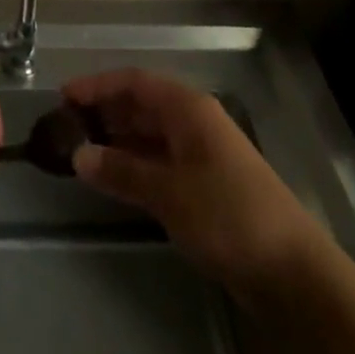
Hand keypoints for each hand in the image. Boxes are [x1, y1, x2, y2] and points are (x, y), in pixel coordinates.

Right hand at [63, 69, 324, 295]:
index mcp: (188, 109)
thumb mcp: (168, 192)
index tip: (63, 96)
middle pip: (141, 105)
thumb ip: (122, 171)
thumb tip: (78, 155)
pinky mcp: (205, 184)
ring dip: (117, 140)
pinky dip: (134, 164)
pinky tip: (112, 179)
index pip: (134, 82)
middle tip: (65, 127)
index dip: (98, 85)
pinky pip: (159, 161)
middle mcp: (193, 122)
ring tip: (79, 152)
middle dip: (105, 112)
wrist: (291, 271)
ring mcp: (201, 153)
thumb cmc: (228, 215)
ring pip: (149, 134)